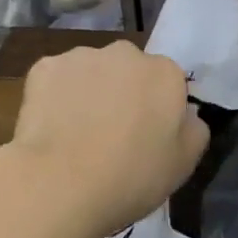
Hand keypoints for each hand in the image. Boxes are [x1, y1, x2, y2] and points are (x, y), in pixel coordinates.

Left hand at [0, 43, 207, 237]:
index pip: (167, 82)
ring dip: (89, 92)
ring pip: (91, 71)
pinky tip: (51, 128)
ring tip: (76, 135)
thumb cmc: (130, 177)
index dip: (157, 109)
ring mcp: (82, 56)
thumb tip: (186, 114)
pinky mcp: (44, 67)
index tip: (146, 136)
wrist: (59, 184)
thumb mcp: (183, 164)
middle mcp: (126, 53)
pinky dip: (54, 97)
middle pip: (129, 70)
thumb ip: (193, 129)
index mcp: (165, 73)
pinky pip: (56, 80)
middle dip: (123, 92)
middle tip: (112, 134)